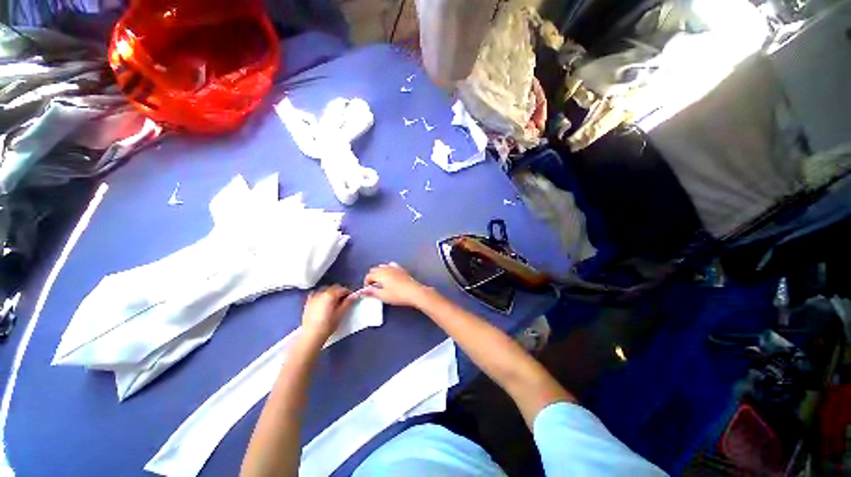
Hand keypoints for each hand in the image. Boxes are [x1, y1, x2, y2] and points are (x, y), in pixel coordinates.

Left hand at [301, 285, 355, 340]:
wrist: (311, 335)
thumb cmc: (327, 325)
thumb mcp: (340, 314)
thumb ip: (348, 302)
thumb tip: (354, 295)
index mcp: (330, 295)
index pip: (342, 289)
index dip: (348, 293)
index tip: (351, 298)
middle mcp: (321, 293)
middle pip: (334, 287)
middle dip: (340, 291)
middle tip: (344, 300)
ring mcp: (313, 297)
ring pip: (325, 290)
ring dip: (331, 292)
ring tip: (334, 301)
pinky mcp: (308, 302)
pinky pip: (316, 294)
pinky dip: (321, 295)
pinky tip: (322, 301)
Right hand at [362, 263, 429, 307]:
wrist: (414, 292)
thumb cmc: (398, 295)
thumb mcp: (383, 295)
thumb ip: (372, 292)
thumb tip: (362, 291)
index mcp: (380, 274)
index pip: (369, 276)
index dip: (366, 283)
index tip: (368, 290)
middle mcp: (386, 268)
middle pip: (374, 269)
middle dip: (371, 277)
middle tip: (373, 286)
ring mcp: (395, 268)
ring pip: (382, 266)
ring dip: (379, 272)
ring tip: (381, 282)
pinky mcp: (401, 269)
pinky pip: (391, 265)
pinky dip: (388, 269)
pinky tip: (390, 275)